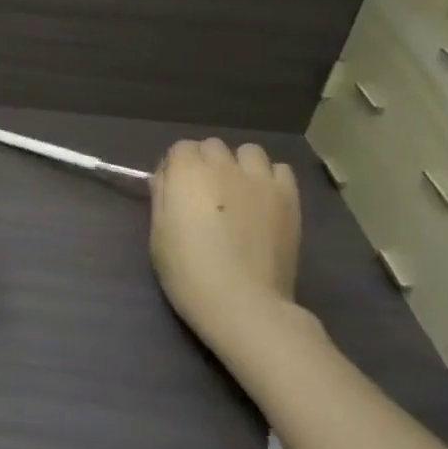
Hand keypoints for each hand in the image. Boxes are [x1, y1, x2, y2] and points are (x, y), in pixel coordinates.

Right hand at [150, 138, 300, 339]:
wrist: (242, 302)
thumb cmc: (188, 272)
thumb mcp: (158, 234)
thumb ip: (162, 197)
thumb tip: (166, 177)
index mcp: (187, 173)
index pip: (180, 148)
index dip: (176, 167)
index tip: (175, 191)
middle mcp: (223, 166)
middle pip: (212, 146)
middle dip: (205, 163)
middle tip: (204, 195)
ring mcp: (260, 180)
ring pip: (248, 152)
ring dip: (239, 165)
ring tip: (237, 193)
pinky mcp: (289, 197)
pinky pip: (279, 170)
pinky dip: (269, 179)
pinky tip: (263, 202)